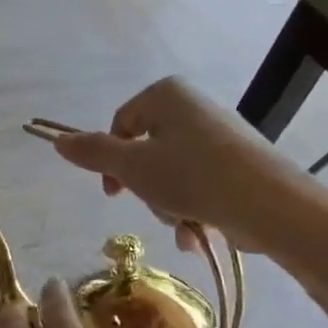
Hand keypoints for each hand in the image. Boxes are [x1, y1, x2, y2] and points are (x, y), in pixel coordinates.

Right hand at [51, 77, 316, 253]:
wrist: (270, 204)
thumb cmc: (192, 176)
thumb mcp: (132, 166)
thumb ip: (93, 153)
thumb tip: (57, 140)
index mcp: (166, 95)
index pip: (120, 123)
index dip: (110, 160)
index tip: (113, 192)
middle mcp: (194, 107)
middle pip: (146, 152)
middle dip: (146, 188)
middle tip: (155, 205)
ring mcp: (221, 136)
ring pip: (172, 174)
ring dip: (169, 206)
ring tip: (184, 223)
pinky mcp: (240, 164)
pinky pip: (201, 185)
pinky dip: (194, 210)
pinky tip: (199, 233)